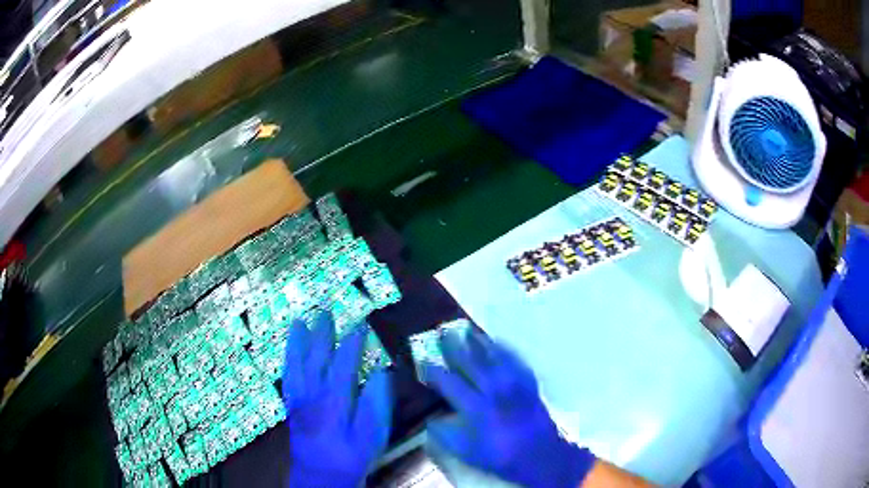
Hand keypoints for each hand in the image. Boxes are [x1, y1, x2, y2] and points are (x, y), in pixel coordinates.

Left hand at [282, 313, 393, 487]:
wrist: (321, 476)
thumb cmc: (351, 455)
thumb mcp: (372, 433)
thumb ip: (376, 402)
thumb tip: (379, 372)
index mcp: (334, 397)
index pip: (343, 362)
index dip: (352, 342)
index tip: (361, 324)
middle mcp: (312, 392)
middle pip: (315, 356)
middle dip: (321, 333)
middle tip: (324, 312)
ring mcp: (298, 399)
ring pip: (295, 363)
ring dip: (297, 342)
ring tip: (297, 322)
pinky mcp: (291, 407)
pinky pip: (286, 377)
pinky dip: (287, 362)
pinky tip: (288, 355)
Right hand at [424, 331, 594, 487]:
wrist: (541, 454)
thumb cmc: (501, 455)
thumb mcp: (468, 453)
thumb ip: (447, 436)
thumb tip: (432, 419)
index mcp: (477, 409)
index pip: (450, 384)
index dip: (435, 371)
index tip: (423, 360)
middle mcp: (495, 392)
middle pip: (472, 364)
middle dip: (455, 347)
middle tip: (443, 332)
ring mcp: (515, 385)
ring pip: (494, 357)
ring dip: (479, 343)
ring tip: (467, 330)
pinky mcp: (529, 384)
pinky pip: (515, 360)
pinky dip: (505, 349)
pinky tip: (498, 343)